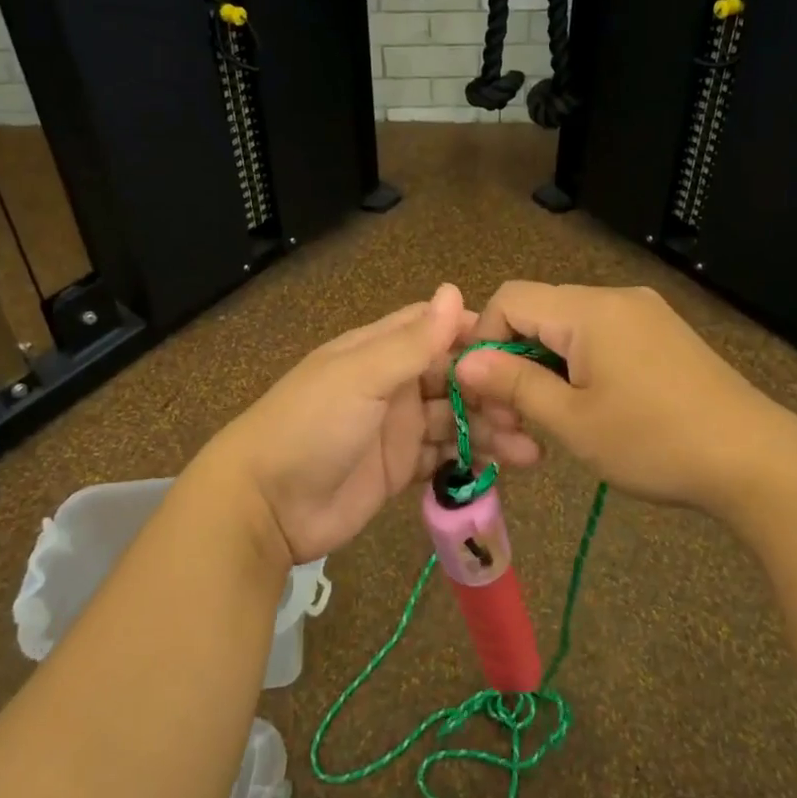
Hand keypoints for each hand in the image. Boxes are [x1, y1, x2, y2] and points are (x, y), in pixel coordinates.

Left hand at [194, 284, 538, 564]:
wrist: (266, 506)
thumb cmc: (310, 426)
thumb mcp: (360, 377)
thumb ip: (411, 342)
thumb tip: (454, 291)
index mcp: (378, 351)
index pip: (433, 329)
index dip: (474, 334)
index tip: (517, 348)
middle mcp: (391, 384)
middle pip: (452, 377)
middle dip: (491, 389)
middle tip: (529, 409)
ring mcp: (396, 428)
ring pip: (454, 419)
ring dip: (490, 429)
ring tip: (530, 449)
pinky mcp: (400, 469)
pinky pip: (445, 457)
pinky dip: (472, 459)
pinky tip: (506, 466)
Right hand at [455, 281, 796, 515]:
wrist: (755, 461)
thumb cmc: (654, 442)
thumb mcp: (573, 421)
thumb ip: (513, 385)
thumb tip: (464, 362)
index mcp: (589, 310)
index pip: (510, 298)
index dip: (485, 341)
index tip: (486, 394)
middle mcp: (616, 298)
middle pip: (539, 313)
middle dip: (514, 362)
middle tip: (516, 422)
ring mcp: (644, 314)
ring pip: (569, 329)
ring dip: (546, 370)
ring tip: (551, 423)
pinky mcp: (662, 335)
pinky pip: (602, 338)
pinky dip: (579, 368)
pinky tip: (590, 409)